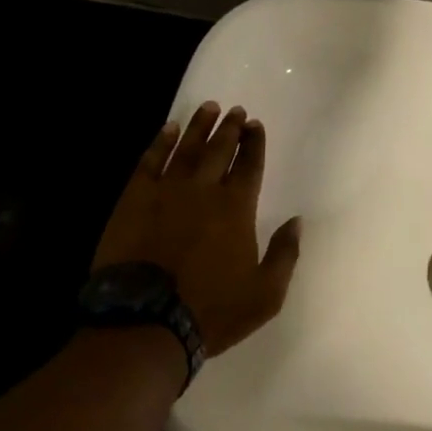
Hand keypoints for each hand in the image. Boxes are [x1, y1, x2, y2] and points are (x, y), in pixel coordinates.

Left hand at [92, 102, 301, 356]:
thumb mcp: (265, 294)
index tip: (256, 125)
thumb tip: (297, 221)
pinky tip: (167, 129)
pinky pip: (150, 162)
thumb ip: (285, 254)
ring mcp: (166, 191)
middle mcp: (204, 190)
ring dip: (199, 126)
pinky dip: (160, 142)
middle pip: (219, 149)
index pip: (250, 164)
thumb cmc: (211, 311)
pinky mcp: (134, 200)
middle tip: (236, 111)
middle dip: (230, 128)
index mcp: (237, 208)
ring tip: (208, 107)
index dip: (255, 143)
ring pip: (186, 148)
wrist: (144, 323)